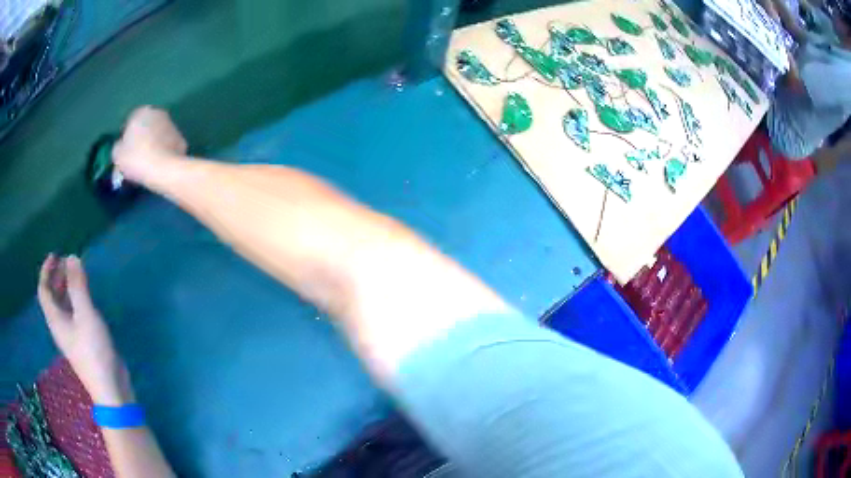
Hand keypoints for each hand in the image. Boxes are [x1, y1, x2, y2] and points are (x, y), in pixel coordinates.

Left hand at [37, 254, 133, 404]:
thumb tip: (72, 257)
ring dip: (66, 288)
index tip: (56, 254)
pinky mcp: (82, 343)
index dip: (46, 271)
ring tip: (77, 275)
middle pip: (52, 298)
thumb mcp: (85, 315)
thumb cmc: (94, 351)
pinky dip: (75, 300)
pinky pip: (72, 314)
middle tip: (68, 262)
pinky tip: (86, 299)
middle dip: (56, 277)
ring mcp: (71, 336)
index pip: (44, 290)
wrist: (110, 390)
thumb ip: (78, 286)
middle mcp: (59, 326)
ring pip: (62, 306)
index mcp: (55, 320)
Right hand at [112, 106, 187, 183]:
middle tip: (135, 157)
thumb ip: (118, 146)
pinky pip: (168, 146)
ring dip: (153, 144)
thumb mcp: (117, 154)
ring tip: (147, 163)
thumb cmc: (136, 158)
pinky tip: (159, 165)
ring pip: (157, 135)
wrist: (164, 169)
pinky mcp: (181, 138)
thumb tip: (122, 146)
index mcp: (141, 111)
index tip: (124, 152)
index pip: (130, 122)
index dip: (125, 137)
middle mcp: (158, 112)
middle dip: (141, 139)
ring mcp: (172, 124)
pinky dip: (164, 153)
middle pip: (145, 126)